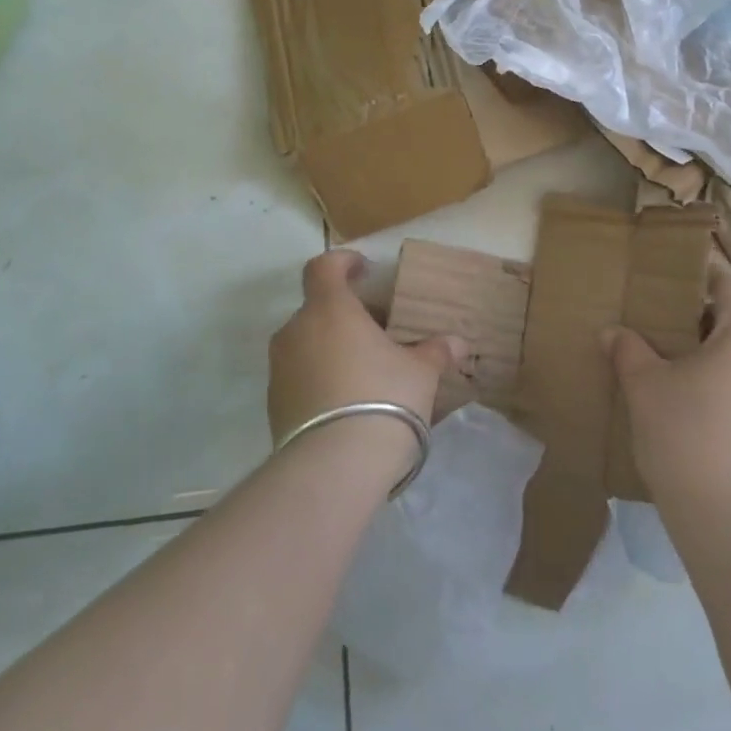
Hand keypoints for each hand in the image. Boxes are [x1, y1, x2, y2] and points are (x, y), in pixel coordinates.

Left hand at [267, 250, 464, 463]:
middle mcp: (296, 331)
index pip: (323, 267)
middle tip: (377, 332)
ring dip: (330, 347)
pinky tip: (346, 402)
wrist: (334, 468)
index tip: (364, 270)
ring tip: (363, 370)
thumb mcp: (420, 372)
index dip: (343, 262)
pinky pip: (298, 377)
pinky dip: (319, 378)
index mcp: (330, 309)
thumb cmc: (383, 399)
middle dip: (345, 314)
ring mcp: (279, 369)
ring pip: (306, 343)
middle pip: (317, 308)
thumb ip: (436, 351)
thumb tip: (457, 342)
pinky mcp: (274, 405)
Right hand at [606, 265, 730, 516]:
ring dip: (719, 357)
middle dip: (705, 322)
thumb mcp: (644, 386)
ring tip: (681, 371)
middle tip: (667, 328)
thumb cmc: (685, 434)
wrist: (728, 519)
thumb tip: (612, 332)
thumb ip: (628, 350)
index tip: (680, 278)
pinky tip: (702, 409)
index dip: (707, 277)